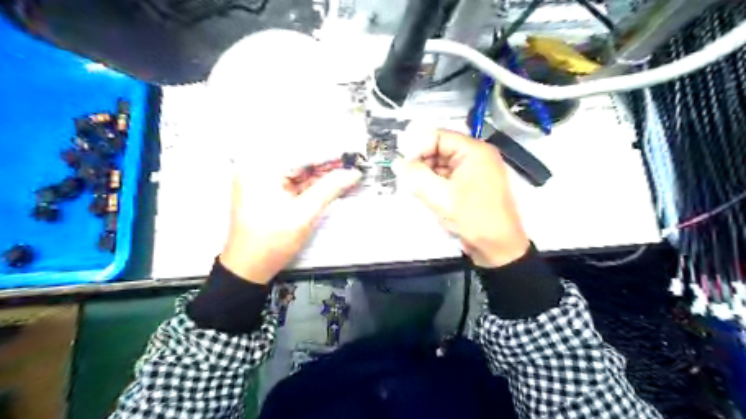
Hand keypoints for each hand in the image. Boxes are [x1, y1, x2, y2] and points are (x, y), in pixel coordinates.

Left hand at [219, 167, 360, 284]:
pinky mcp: (265, 189)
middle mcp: (257, 167)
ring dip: (321, 174)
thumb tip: (352, 173)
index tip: (353, 155)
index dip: (330, 154)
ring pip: (298, 170)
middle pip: (299, 159)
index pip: (302, 152)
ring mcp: (260, 178)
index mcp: (260, 168)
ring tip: (346, 173)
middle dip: (327, 164)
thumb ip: (329, 189)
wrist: (248, 268)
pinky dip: (311, 183)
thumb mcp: (304, 214)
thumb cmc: (271, 242)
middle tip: (353, 166)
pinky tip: (329, 184)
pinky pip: (293, 181)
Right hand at [396, 131, 530, 267]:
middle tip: (409, 181)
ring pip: (442, 164)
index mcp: (474, 151)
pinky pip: (449, 177)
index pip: (438, 136)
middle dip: (422, 163)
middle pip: (440, 149)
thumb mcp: (440, 196)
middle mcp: (476, 156)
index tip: (403, 166)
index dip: (417, 148)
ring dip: (428, 175)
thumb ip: (416, 176)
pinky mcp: (473, 185)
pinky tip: (431, 197)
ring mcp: (476, 171)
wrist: (498, 248)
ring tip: (420, 192)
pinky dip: (437, 184)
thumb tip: (398, 163)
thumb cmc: (473, 218)